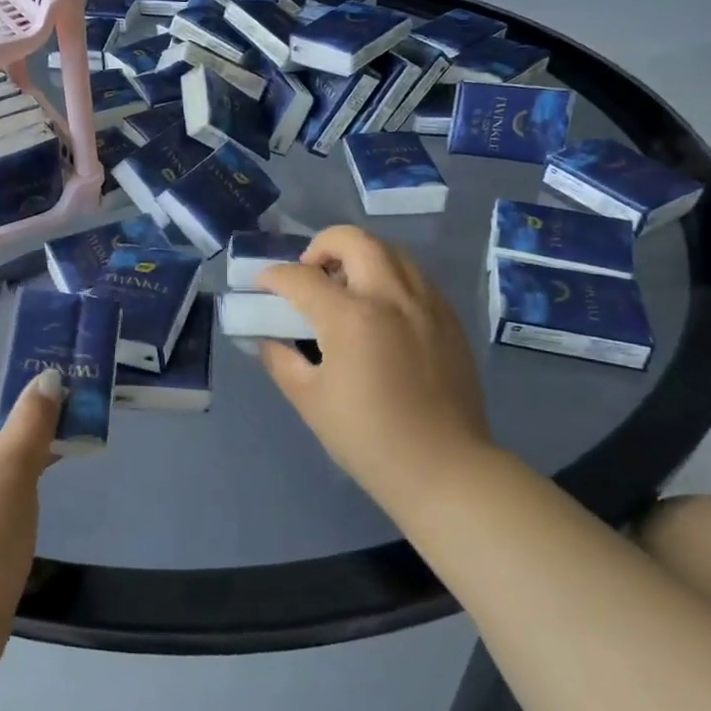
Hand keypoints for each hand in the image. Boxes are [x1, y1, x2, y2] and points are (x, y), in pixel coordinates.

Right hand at [256, 226, 492, 506]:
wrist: (444, 469)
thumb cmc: (368, 437)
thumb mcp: (309, 400)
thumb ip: (281, 359)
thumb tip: (269, 337)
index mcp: (351, 317)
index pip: (300, 277)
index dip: (272, 277)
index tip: (261, 287)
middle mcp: (391, 297)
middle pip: (353, 240)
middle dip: (321, 246)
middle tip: (309, 273)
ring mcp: (427, 304)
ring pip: (390, 251)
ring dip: (359, 256)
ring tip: (345, 288)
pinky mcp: (449, 319)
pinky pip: (415, 277)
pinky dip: (389, 277)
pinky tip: (380, 311)